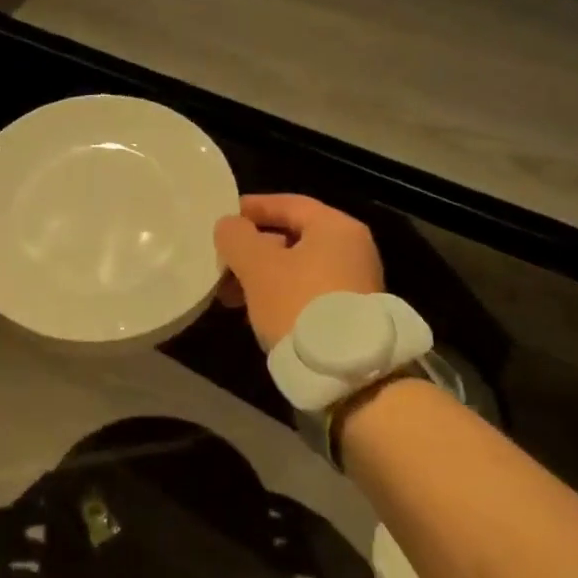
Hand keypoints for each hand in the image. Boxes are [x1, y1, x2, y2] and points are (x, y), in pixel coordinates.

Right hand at [214, 194, 384, 351]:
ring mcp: (355, 282)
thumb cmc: (299, 305)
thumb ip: (237, 238)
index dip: (252, 208)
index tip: (224, 217)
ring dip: (261, 275)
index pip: (288, 204)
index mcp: (335, 227)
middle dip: (253, 248)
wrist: (347, 373)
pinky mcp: (350, 313)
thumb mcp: (258, 267)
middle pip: (293, 236)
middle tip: (222, 261)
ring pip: (297, 267)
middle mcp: (352, 249)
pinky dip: (279, 294)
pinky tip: (255, 312)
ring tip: (230, 294)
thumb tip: (229, 225)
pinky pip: (306, 291)